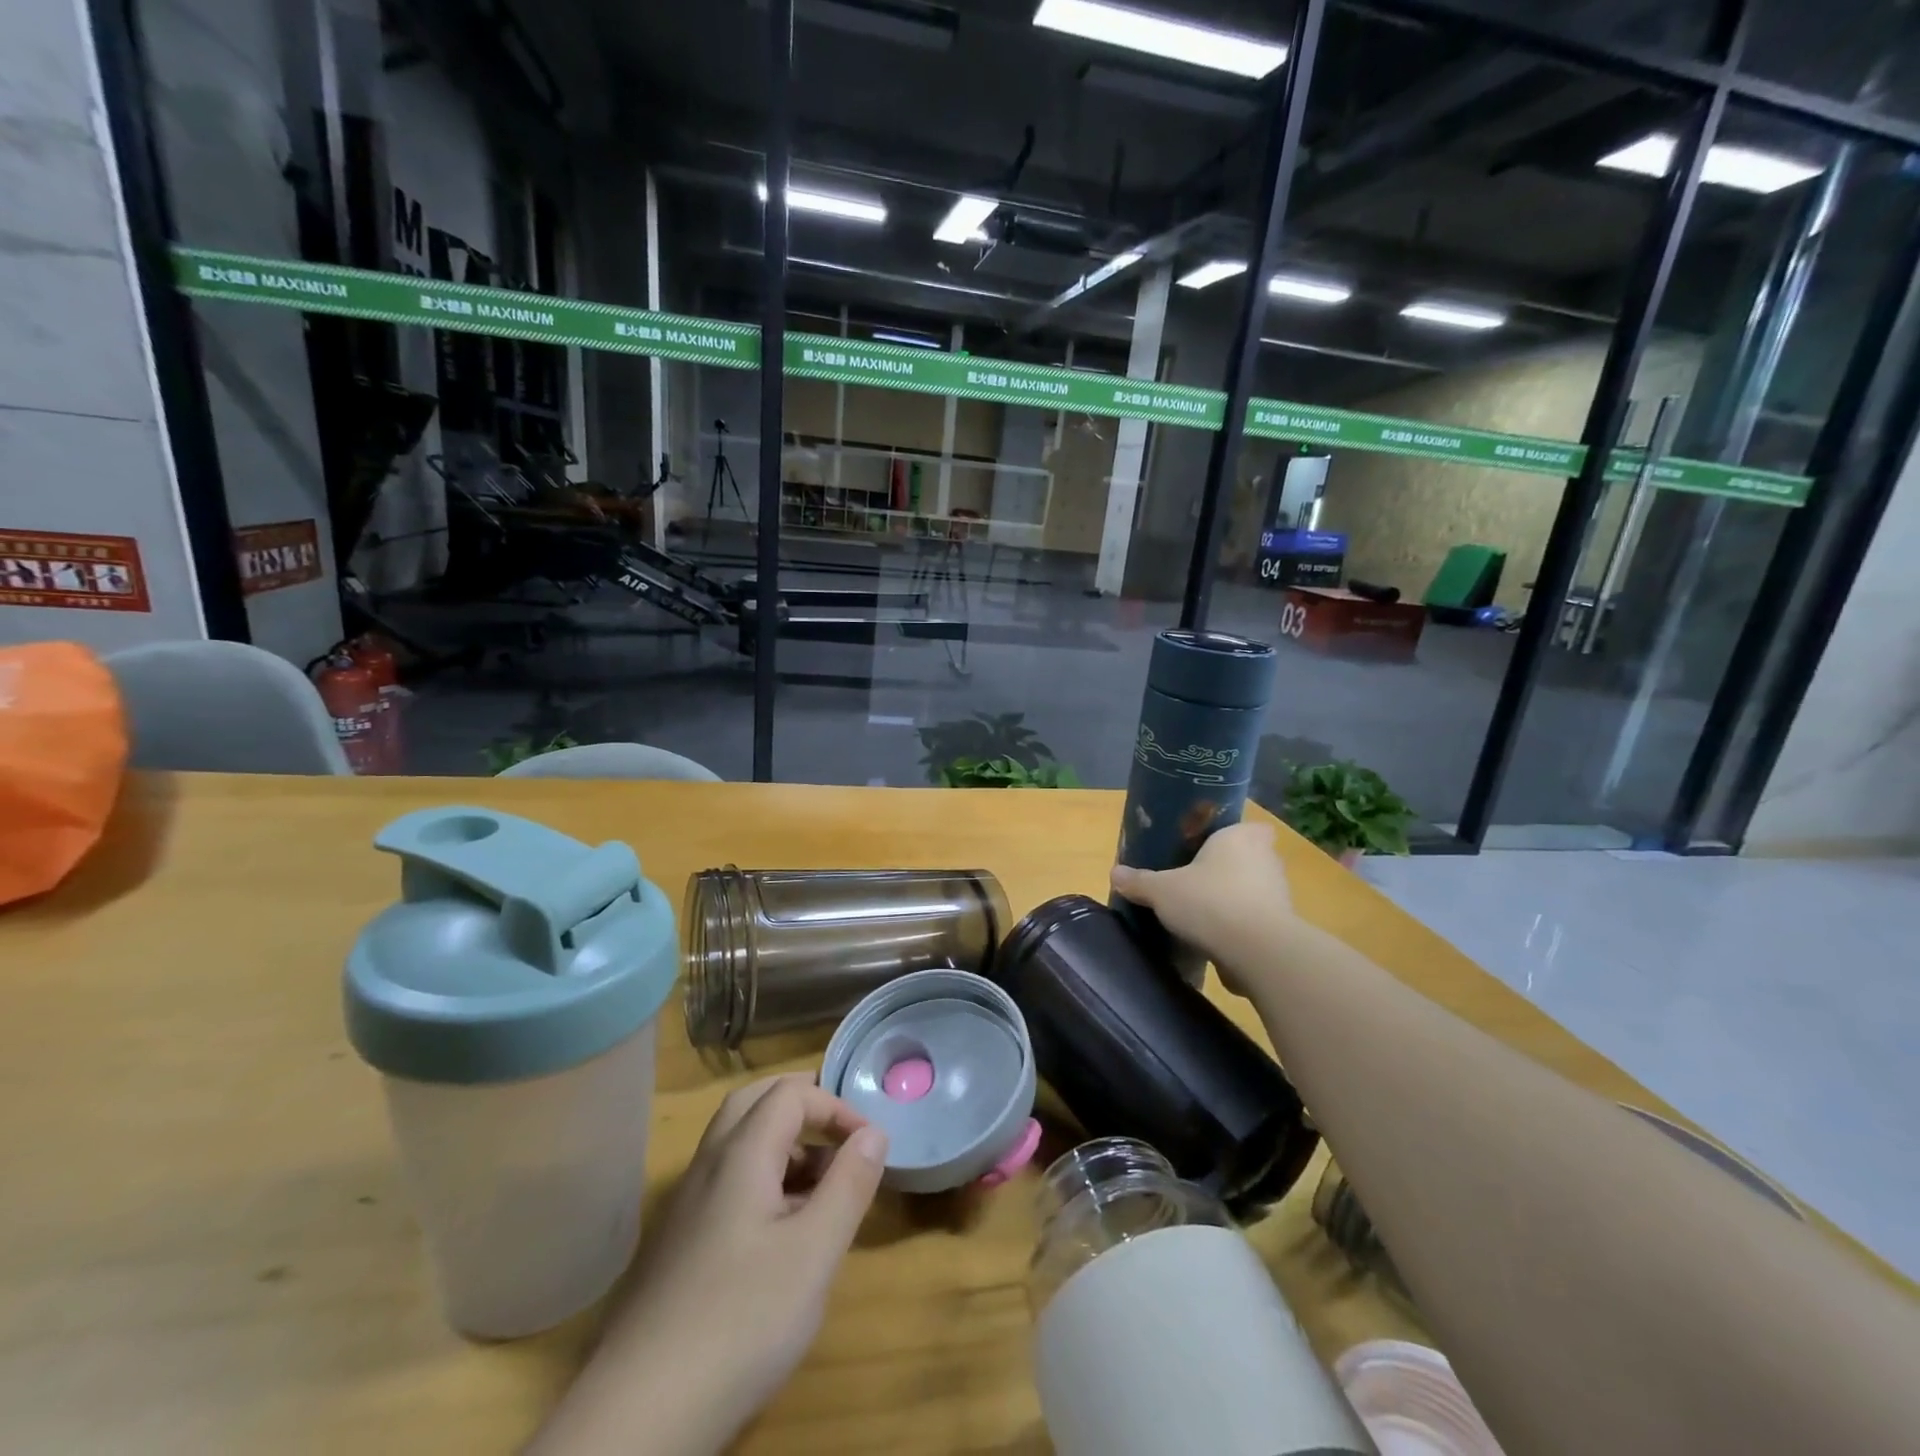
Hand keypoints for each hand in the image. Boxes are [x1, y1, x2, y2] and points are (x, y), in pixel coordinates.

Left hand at [527, 1076, 886, 1455]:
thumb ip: (849, 1185)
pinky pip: (724, 1184)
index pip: (790, 1093)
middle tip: (838, 1131)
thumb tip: (874, 1132)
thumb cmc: (741, 1321)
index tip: (869, 1145)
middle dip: (801, 1104)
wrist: (638, 1415)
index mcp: (741, 1155)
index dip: (835, 1106)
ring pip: (736, 1144)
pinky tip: (779, 1232)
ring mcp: (685, 1207)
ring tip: (820, 1185)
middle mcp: (708, 1166)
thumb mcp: (814, 1253)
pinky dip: (760, 1179)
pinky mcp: (677, 1246)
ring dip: (781, 1143)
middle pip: (753, 1104)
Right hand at [1109, 821, 1295, 994]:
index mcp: (1241, 837)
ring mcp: (1279, 895)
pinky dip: (1238, 928)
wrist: (1258, 952)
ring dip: (1231, 900)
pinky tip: (1213, 940)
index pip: (1247, 826)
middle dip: (1224, 869)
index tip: (1207, 849)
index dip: (1230, 836)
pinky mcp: (1281, 928)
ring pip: (1251, 890)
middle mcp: (1267, 859)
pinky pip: (1255, 920)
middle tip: (1193, 880)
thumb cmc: (1210, 902)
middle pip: (1247, 858)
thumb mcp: (1161, 890)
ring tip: (1199, 914)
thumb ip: (1139, 881)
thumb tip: (1115, 873)